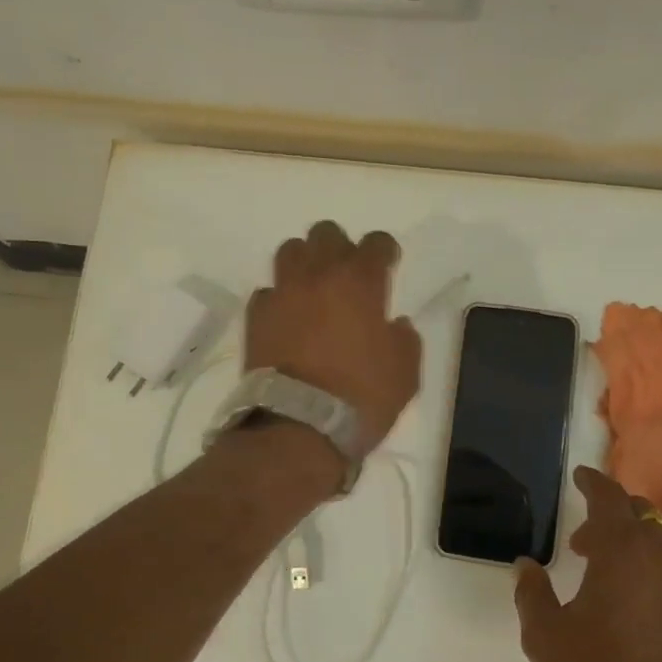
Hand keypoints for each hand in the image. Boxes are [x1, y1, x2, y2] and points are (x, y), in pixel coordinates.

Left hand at [246, 220, 421, 453]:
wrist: (299, 427)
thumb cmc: (362, 397)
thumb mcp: (405, 372)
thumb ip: (404, 339)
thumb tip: (393, 325)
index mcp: (360, 282)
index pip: (375, 243)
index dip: (384, 250)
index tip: (388, 264)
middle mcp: (318, 276)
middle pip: (325, 234)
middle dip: (340, 247)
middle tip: (348, 274)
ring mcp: (282, 294)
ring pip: (290, 251)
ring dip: (305, 261)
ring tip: (313, 287)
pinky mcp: (256, 318)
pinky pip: (267, 292)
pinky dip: (280, 298)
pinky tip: (288, 318)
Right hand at [514, 467, 661, 661]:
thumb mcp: (544, 636)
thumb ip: (532, 591)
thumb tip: (526, 565)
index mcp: (623, 554)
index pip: (610, 499)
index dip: (593, 483)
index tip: (580, 477)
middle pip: (643, 519)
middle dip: (614, 517)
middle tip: (585, 542)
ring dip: (636, 554)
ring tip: (609, 585)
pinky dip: (657, 585)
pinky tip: (640, 618)